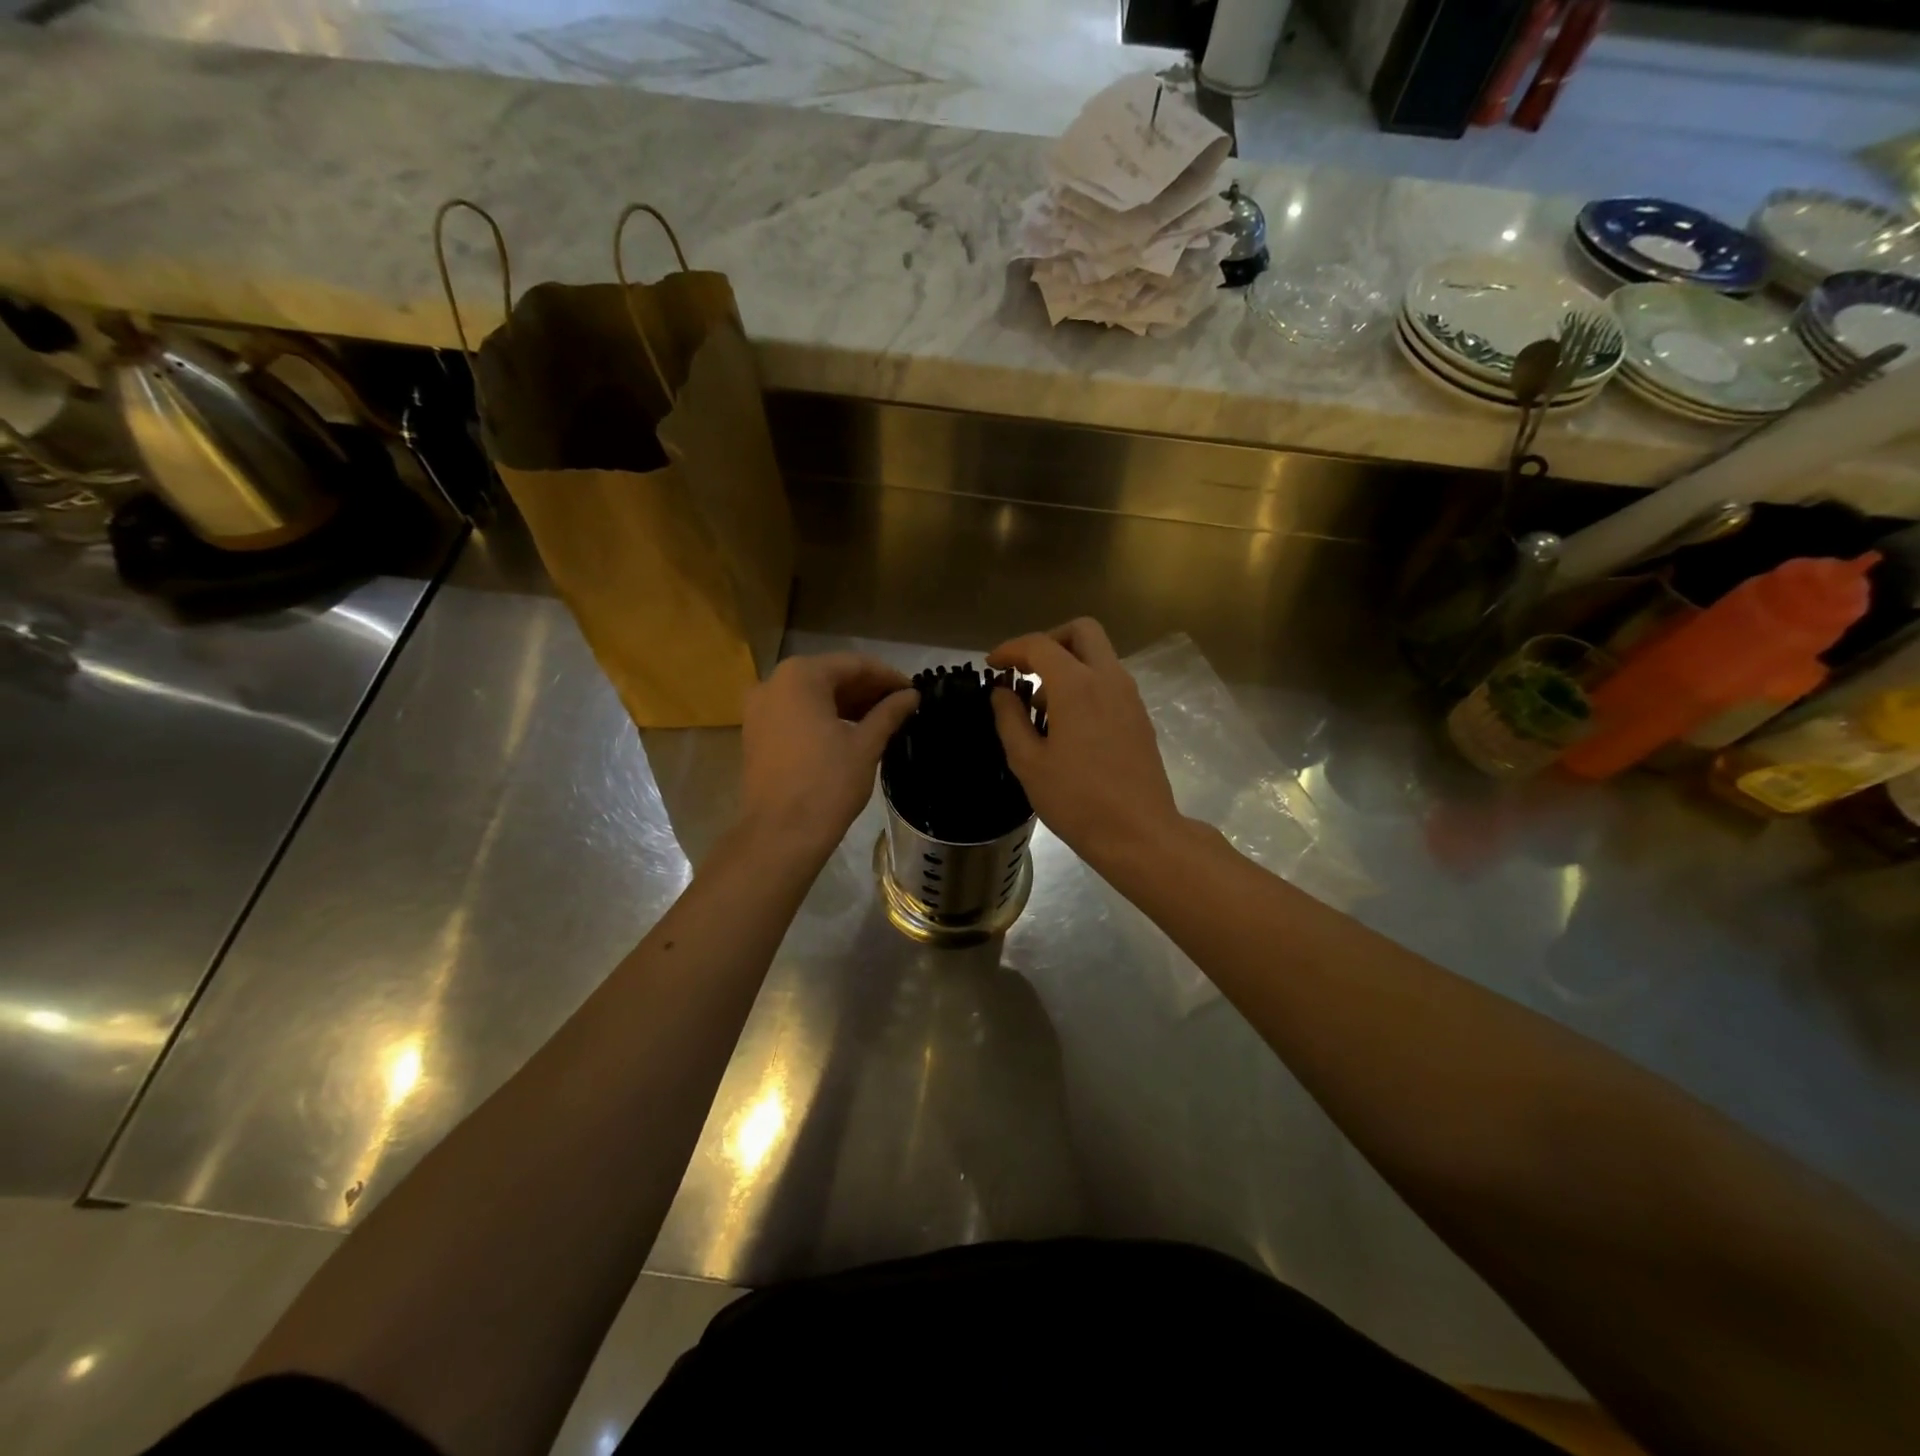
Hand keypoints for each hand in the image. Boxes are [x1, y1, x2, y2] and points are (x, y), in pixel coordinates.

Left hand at [738, 653, 918, 860]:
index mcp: (801, 676)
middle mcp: (773, 682)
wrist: (780, 834)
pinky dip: (823, 716)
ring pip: (811, 695)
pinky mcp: (755, 733)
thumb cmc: (828, 784)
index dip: (887, 676)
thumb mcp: (865, 745)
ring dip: (846, 703)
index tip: (913, 690)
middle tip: (900, 705)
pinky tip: (850, 731)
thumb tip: (912, 695)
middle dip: (866, 689)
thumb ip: (889, 713)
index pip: (854, 664)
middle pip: (829, 676)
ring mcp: (759, 708)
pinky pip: (795, 713)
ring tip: (881, 719)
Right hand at [988, 619, 1184, 870]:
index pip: (1040, 645)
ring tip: (1041, 707)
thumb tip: (1002, 692)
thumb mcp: (1028, 762)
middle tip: (1025, 669)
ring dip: (1068, 664)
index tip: (992, 665)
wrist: (1139, 833)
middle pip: (1082, 631)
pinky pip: (1109, 681)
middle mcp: (1108, 679)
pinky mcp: (1139, 716)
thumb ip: (1010, 719)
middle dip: (1049, 641)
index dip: (1011, 649)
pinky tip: (1067, 724)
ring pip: (1099, 655)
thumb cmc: (1077, 800)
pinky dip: (1085, 684)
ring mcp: (1130, 696)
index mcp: (1077, 685)